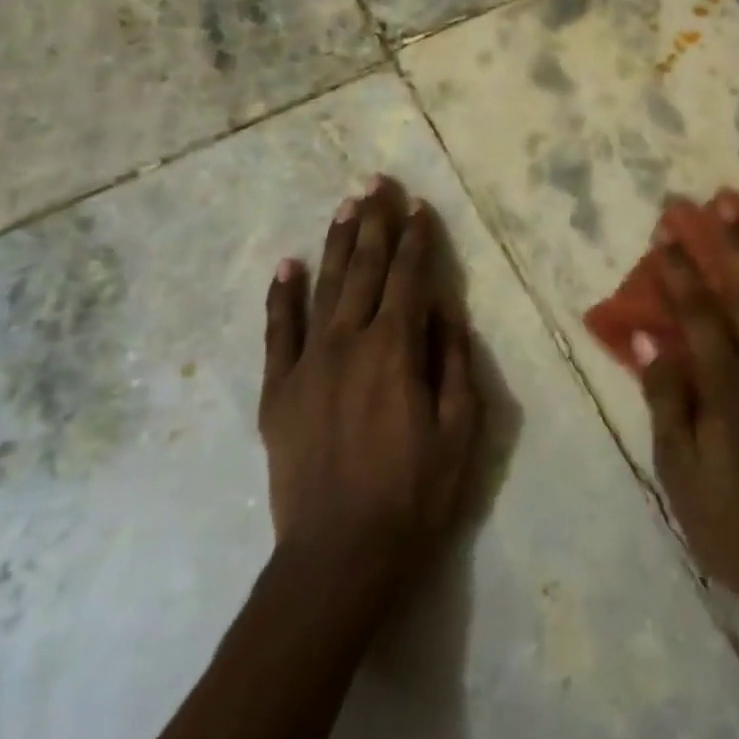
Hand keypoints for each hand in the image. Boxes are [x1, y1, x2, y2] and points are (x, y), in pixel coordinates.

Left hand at [260, 176, 480, 600]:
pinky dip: (282, 295)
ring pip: (325, 286)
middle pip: (366, 268)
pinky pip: (278, 331)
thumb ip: (453, 360)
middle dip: (375, 222)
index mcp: (396, 349)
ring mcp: (308, 363)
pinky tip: (287, 264)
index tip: (420, 206)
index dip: (418, 238)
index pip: (411, 276)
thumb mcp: (460, 429)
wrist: (339, 556)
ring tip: (346, 205)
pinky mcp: (279, 390)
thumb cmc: (414, 494)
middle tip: (377, 182)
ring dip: (337, 242)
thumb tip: (446, 307)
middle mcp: (350, 341)